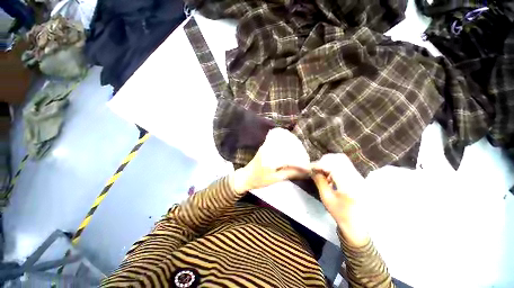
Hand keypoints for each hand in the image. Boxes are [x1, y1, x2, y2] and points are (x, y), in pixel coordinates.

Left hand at [231, 128, 310, 192]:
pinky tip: (290, 147)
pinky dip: (286, 143)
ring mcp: (266, 146)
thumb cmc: (259, 180)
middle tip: (304, 159)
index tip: (307, 167)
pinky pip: (277, 140)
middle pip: (288, 146)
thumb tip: (304, 171)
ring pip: (283, 141)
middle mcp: (268, 150)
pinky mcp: (265, 145)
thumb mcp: (275, 179)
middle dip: (298, 152)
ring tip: (299, 153)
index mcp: (270, 160)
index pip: (289, 158)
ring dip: (293, 146)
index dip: (300, 163)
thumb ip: (290, 173)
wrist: (246, 176)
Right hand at [311, 154, 368, 245]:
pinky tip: (330, 176)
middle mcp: (356, 177)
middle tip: (316, 168)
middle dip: (325, 160)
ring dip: (330, 163)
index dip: (320, 164)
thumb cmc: (341, 215)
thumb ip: (320, 181)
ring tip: (322, 172)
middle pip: (339, 158)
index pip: (333, 166)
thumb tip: (313, 170)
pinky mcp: (358, 177)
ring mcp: (359, 176)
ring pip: (343, 160)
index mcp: (349, 185)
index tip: (311, 167)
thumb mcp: (327, 199)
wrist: (359, 225)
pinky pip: (345, 165)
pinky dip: (334, 166)